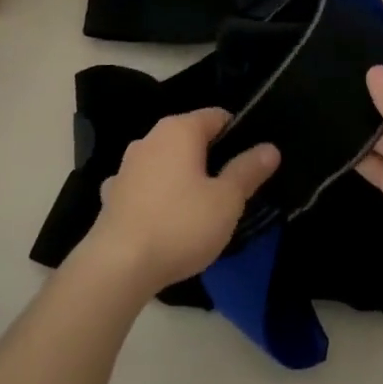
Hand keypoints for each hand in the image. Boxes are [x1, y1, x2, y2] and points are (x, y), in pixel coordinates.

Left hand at [87, 108, 279, 291]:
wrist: (117, 267)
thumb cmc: (180, 225)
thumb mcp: (227, 200)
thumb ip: (248, 170)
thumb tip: (270, 148)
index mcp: (179, 130)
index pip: (218, 116)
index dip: (240, 135)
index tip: (253, 163)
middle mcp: (150, 139)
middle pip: (191, 139)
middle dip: (213, 159)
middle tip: (235, 190)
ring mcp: (126, 167)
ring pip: (167, 163)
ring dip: (184, 178)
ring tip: (203, 209)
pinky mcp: (112, 196)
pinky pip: (146, 187)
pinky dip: (159, 197)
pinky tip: (167, 221)